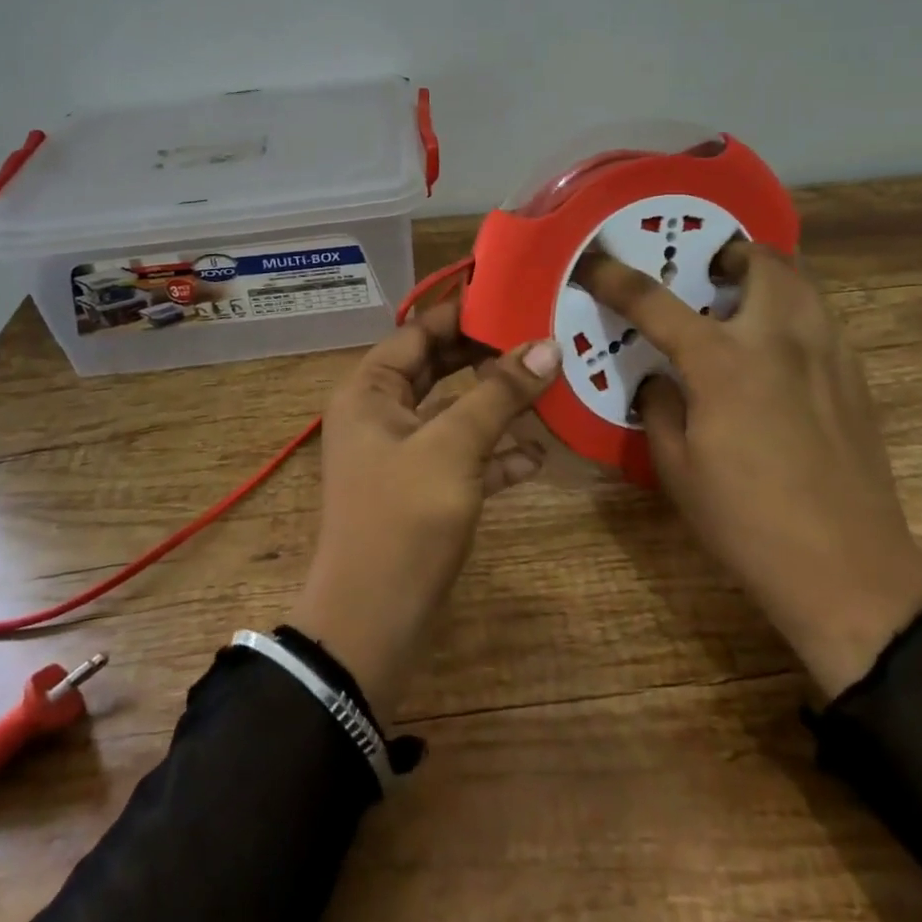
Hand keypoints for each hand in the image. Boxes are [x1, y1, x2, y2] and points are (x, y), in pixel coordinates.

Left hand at [287, 302, 560, 714]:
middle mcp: (381, 413)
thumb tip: (547, 345)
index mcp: (370, 390)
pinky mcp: (422, 490)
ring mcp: (402, 453)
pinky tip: (538, 453)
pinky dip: (495, 452)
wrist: (371, 626)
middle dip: (488, 356)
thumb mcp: (453, 447)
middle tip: (542, 336)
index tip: (515, 296)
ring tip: (551, 385)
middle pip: (440, 368)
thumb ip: (499, 394)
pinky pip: (463, 456)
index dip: (466, 313)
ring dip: (498, 404)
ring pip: (455, 413)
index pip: (420, 331)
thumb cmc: (403, 520)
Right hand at [578, 244, 921, 697]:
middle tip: (706, 275)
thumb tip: (661, 380)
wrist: (849, 572)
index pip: (655, 302)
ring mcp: (826, 354)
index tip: (592, 261)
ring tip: (743, 301)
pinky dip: (795, 308)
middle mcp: (778, 340)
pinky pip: (823, 316)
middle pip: (760, 261)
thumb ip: (660, 408)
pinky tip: (779, 349)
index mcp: (723, 363)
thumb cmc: (748, 522)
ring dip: (767, 273)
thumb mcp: (676, 469)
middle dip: (728, 253)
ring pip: (803, 280)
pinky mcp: (855, 377)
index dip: (614, 277)